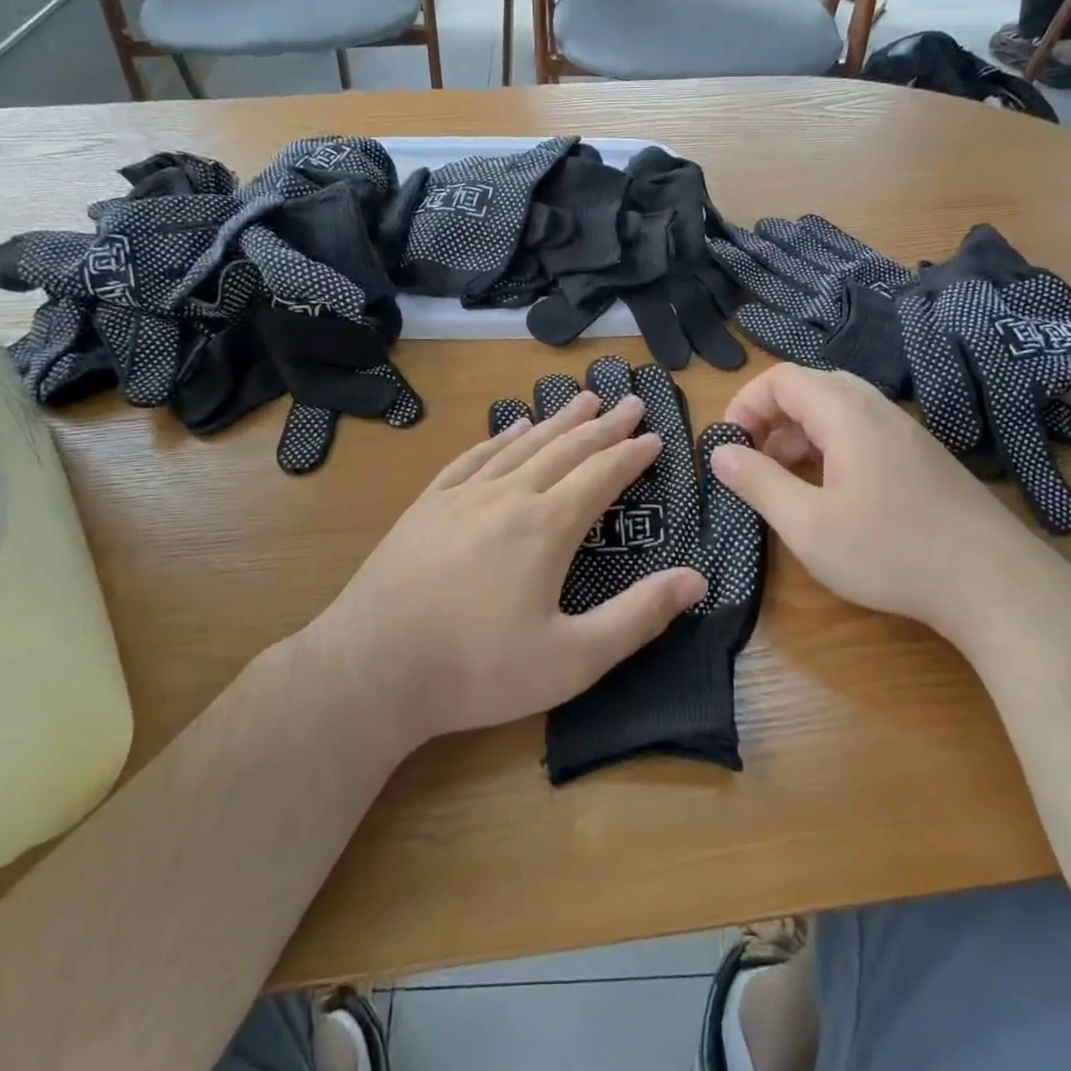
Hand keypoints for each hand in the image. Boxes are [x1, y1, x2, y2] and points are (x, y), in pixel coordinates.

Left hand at [317, 391, 706, 749]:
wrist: (372, 668)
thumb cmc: (478, 670)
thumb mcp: (572, 659)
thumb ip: (638, 616)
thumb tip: (698, 578)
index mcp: (547, 527)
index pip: (602, 475)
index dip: (632, 454)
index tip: (655, 436)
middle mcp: (508, 496)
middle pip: (566, 449)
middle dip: (603, 426)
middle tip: (630, 402)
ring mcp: (462, 496)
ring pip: (522, 445)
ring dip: (557, 422)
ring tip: (583, 400)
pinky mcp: (427, 505)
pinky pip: (473, 458)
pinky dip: (500, 438)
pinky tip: (511, 428)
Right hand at [711, 365, 1070, 651]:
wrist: (995, 584)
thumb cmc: (890, 552)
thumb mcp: (808, 525)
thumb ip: (758, 483)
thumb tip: (720, 453)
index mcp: (846, 413)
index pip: (781, 379)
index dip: (744, 405)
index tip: (728, 448)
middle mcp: (877, 409)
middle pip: (809, 388)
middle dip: (769, 419)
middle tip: (752, 462)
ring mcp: (904, 432)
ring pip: (836, 410)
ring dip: (798, 435)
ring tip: (782, 480)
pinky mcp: (920, 456)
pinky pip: (861, 432)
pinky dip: (828, 448)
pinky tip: (827, 492)